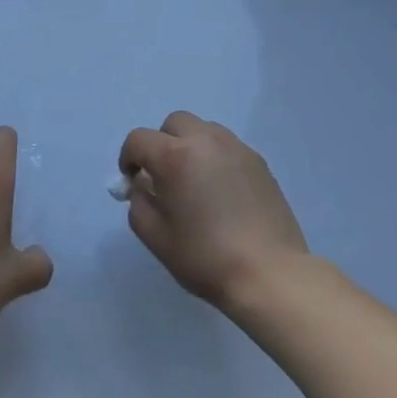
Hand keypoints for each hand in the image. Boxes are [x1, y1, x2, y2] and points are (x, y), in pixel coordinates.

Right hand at [117, 112, 308, 308]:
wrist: (268, 273)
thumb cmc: (205, 257)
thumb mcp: (156, 237)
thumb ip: (139, 204)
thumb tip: (143, 187)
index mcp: (175, 157)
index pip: (138, 139)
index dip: (128, 158)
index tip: (132, 182)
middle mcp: (206, 141)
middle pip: (174, 124)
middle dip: (161, 144)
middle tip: (163, 177)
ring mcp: (237, 148)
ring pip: (203, 129)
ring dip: (190, 146)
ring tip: (194, 182)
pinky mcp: (259, 161)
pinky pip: (227, 146)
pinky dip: (214, 157)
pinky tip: (221, 191)